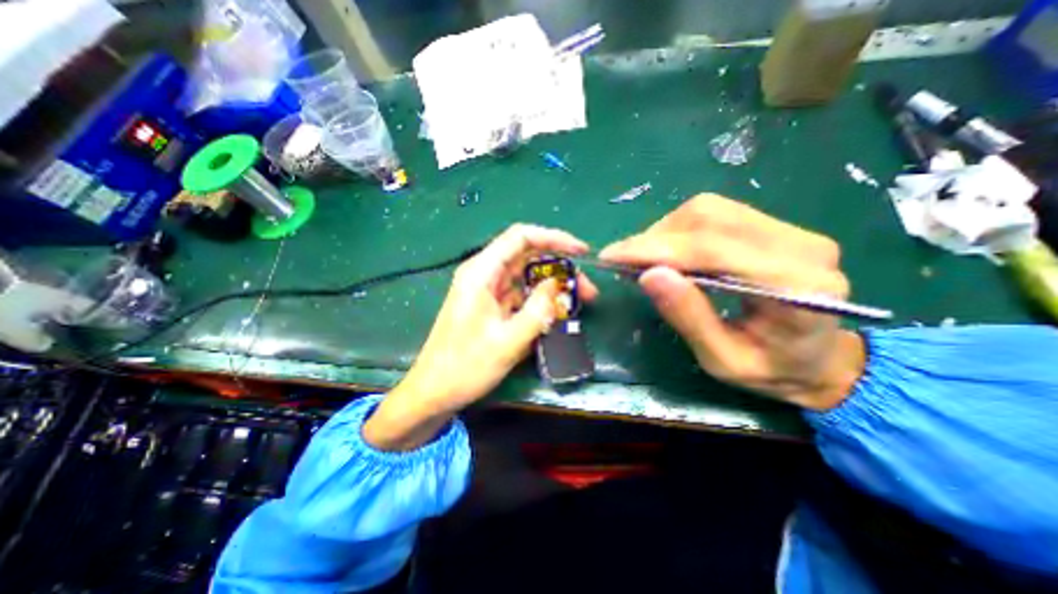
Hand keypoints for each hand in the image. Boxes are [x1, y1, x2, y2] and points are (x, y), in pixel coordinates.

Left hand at [361, 223, 593, 448]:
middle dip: (560, 268)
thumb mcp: (508, 341)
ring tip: (577, 303)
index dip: (554, 238)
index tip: (581, 251)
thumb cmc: (466, 367)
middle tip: (586, 290)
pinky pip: (520, 295)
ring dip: (552, 286)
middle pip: (528, 256)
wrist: (435, 391)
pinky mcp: (491, 306)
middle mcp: (484, 274)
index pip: (521, 237)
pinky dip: (540, 301)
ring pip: (527, 277)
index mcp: (481, 273)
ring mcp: (487, 291)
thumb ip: (537, 310)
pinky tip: (555, 316)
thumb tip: (557, 285)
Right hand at [598, 194, 862, 413]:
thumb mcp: (722, 361)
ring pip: (709, 210)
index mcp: (797, 289)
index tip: (612, 256)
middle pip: (709, 219)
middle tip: (623, 261)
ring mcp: (790, 230)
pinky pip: (716, 214)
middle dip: (655, 239)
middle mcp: (801, 246)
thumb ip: (688, 317)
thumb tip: (648, 276)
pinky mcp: (775, 227)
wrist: (820, 360)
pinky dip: (678, 230)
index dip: (656, 250)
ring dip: (664, 232)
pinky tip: (666, 252)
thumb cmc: (771, 371)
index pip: (713, 250)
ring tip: (641, 259)